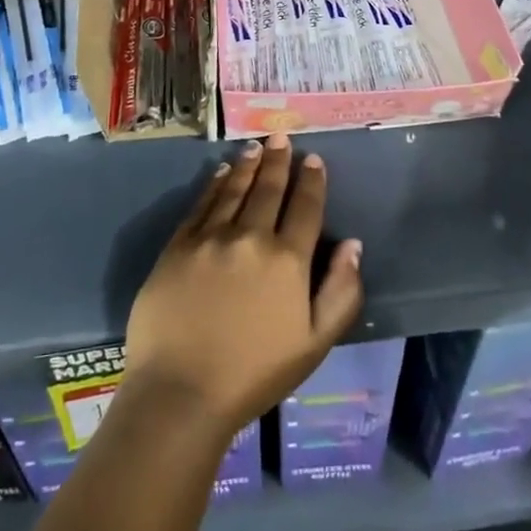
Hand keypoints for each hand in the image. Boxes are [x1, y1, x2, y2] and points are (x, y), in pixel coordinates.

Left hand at [125, 134, 363, 438]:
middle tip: (282, 137)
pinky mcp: (179, 245)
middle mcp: (251, 237)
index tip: (313, 159)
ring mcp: (211, 238)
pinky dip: (214, 184)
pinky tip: (220, 172)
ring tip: (256, 146)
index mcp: (287, 259)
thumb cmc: (254, 374)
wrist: (180, 393)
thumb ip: (340, 292)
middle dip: (279, 160)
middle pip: (269, 189)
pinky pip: (202, 204)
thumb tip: (352, 245)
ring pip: (234, 189)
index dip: (312, 180)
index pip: (305, 207)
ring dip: (248, 164)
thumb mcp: (314, 344)